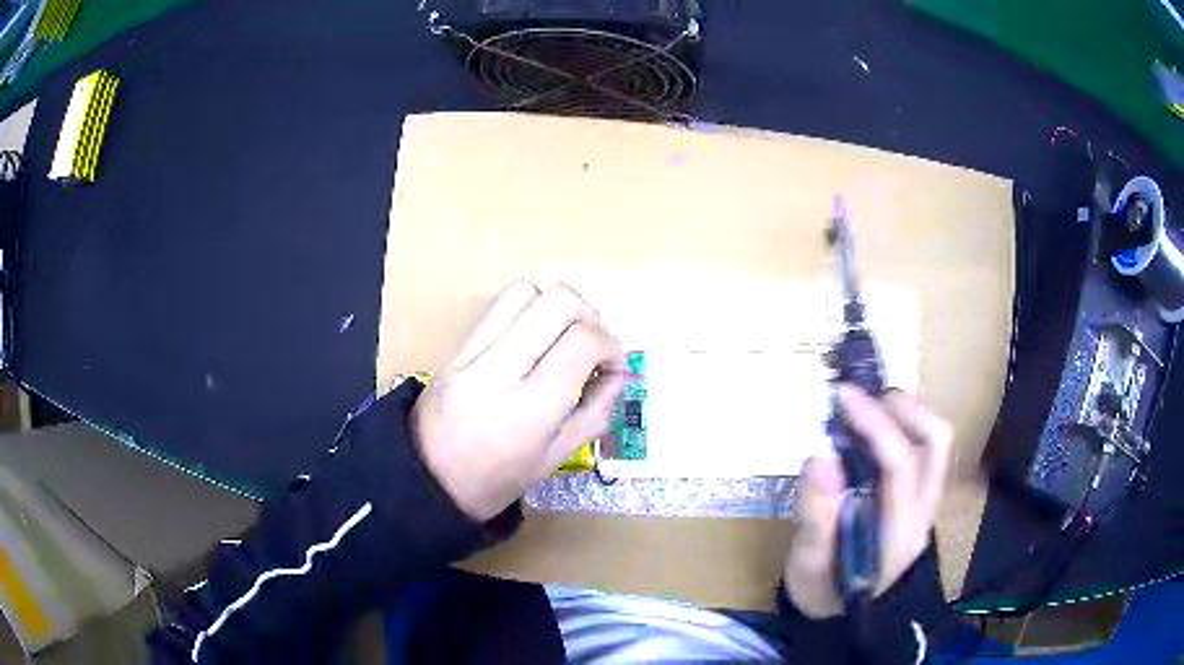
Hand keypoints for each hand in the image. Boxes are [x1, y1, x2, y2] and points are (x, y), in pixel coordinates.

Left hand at [411, 282, 625, 521]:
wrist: (426, 481)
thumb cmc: (496, 482)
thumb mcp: (555, 459)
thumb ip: (595, 412)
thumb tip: (618, 373)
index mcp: (530, 409)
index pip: (583, 342)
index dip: (612, 346)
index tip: (614, 366)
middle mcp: (499, 370)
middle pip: (558, 302)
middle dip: (591, 316)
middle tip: (594, 345)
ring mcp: (472, 353)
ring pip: (525, 291)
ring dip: (557, 306)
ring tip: (564, 335)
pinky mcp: (456, 346)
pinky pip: (498, 305)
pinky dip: (528, 309)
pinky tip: (535, 336)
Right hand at [784, 385, 952, 617]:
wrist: (847, 615)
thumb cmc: (824, 592)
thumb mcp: (808, 565)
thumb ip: (815, 516)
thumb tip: (820, 456)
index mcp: (897, 532)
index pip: (899, 465)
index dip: (874, 424)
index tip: (842, 396)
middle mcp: (923, 511)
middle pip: (937, 442)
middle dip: (903, 408)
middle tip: (861, 399)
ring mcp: (928, 503)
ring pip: (938, 442)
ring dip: (908, 413)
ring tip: (869, 407)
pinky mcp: (922, 498)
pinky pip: (927, 449)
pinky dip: (906, 425)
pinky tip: (876, 428)